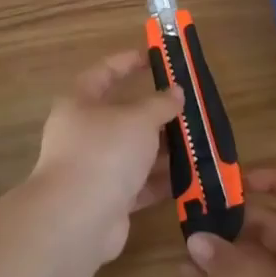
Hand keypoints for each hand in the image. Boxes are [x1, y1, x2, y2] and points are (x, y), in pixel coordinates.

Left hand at [32, 50, 183, 264]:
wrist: (78, 218)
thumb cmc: (104, 152)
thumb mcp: (138, 119)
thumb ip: (159, 104)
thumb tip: (175, 92)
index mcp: (79, 104)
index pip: (103, 73)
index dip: (126, 63)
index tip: (153, 58)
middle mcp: (83, 134)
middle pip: (123, 117)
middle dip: (156, 114)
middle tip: (189, 109)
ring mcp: (94, 169)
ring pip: (134, 153)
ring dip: (164, 149)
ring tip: (198, 143)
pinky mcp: (108, 201)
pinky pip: (139, 185)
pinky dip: (162, 181)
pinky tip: (191, 177)